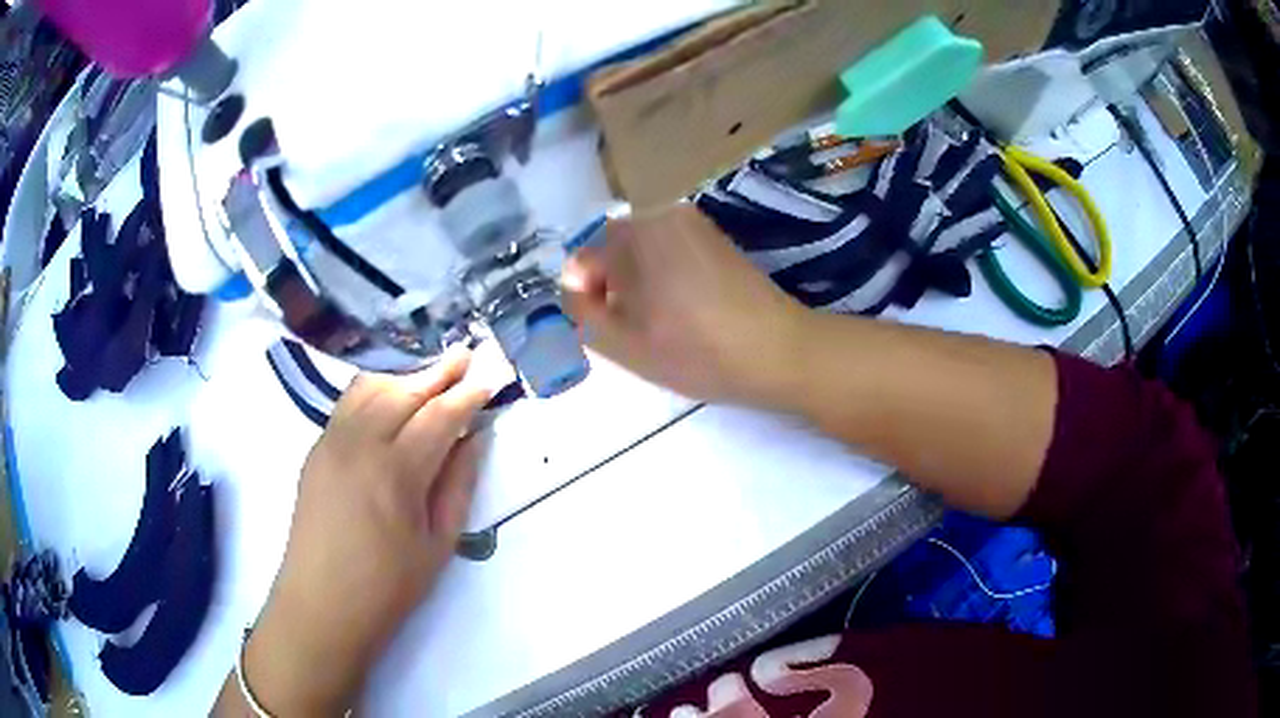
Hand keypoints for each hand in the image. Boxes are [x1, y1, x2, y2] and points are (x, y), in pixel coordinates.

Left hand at [228, 349, 490, 714]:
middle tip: (466, 357)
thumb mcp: (438, 545)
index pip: (439, 415)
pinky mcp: (316, 449)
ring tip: (430, 378)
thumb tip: (475, 438)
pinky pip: (347, 404)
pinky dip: (375, 391)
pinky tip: (390, 402)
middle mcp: (359, 444)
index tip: (491, 378)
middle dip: (438, 372)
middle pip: (403, 391)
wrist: (321, 604)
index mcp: (395, 472)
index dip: (468, 394)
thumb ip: (458, 485)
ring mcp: (331, 442)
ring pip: (371, 388)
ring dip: (405, 378)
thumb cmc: (387, 586)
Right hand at [562, 204, 808, 406]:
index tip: (609, 330)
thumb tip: (573, 286)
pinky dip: (664, 276)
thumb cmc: (697, 351)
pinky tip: (685, 308)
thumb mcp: (623, 344)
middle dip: (612, 286)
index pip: (582, 261)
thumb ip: (581, 311)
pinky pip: (668, 250)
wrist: (780, 351)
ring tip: (663, 321)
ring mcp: (691, 220)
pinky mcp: (713, 236)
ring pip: (640, 251)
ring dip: (638, 282)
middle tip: (636, 329)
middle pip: (610, 250)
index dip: (587, 298)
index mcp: (634, 234)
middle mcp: (660, 213)